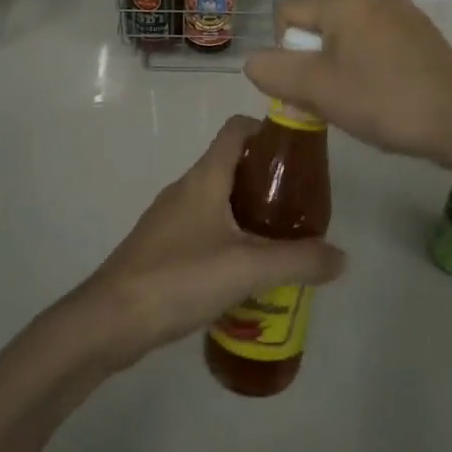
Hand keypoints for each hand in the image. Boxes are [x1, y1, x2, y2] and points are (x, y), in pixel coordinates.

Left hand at [73, 116, 347, 371]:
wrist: (109, 321)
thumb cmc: (178, 277)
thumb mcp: (247, 268)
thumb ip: (298, 261)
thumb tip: (342, 257)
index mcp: (205, 177)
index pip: (237, 130)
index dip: (269, 130)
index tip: (301, 152)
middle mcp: (187, 188)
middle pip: (232, 164)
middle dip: (268, 178)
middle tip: (302, 204)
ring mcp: (171, 218)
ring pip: (220, 199)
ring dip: (251, 211)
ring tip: (284, 238)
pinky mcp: (163, 247)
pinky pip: (206, 228)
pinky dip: (231, 236)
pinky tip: (248, 270)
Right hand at [244, 0, 451, 169]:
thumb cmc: (383, 101)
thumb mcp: (315, 90)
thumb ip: (272, 71)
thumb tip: (257, 61)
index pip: (287, 15)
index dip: (286, 54)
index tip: (309, 87)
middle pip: (318, 25)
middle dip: (314, 62)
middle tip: (332, 99)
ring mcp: (404, 12)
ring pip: (348, 36)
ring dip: (341, 66)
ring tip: (361, 100)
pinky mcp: (423, 33)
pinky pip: (377, 43)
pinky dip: (370, 66)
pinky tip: (386, 94)